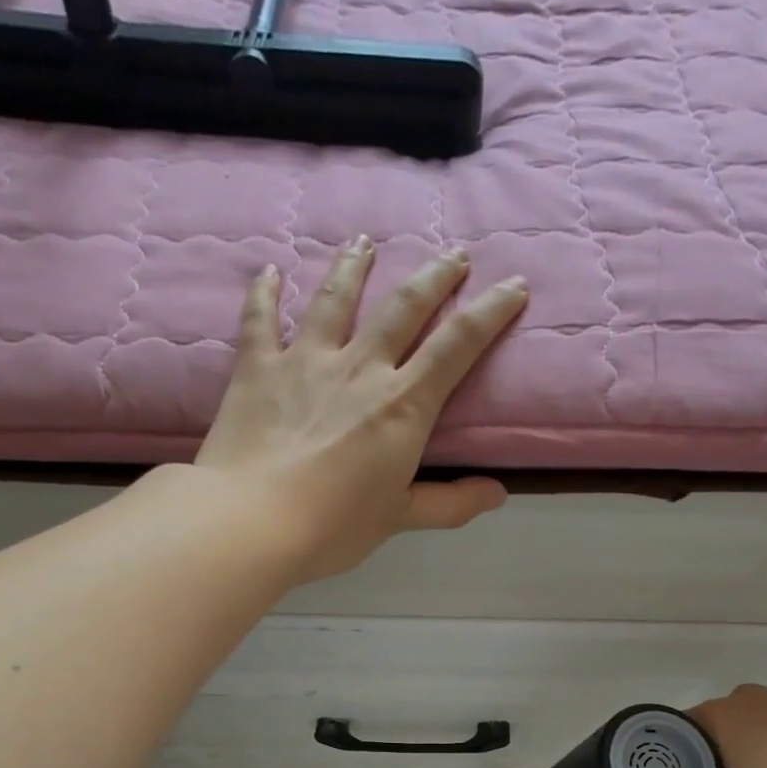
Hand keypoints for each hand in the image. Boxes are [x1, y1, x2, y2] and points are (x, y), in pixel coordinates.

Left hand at [194, 238, 526, 581]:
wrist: (252, 521)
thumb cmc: (333, 526)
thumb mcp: (399, 518)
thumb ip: (450, 503)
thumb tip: (497, 494)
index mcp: (402, 405)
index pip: (457, 345)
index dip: (490, 312)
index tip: (514, 285)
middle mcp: (359, 368)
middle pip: (404, 308)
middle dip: (436, 277)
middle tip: (454, 254)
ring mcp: (305, 360)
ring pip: (336, 298)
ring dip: (355, 265)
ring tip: (365, 241)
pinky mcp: (258, 367)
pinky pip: (261, 319)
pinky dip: (265, 292)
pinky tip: (271, 271)